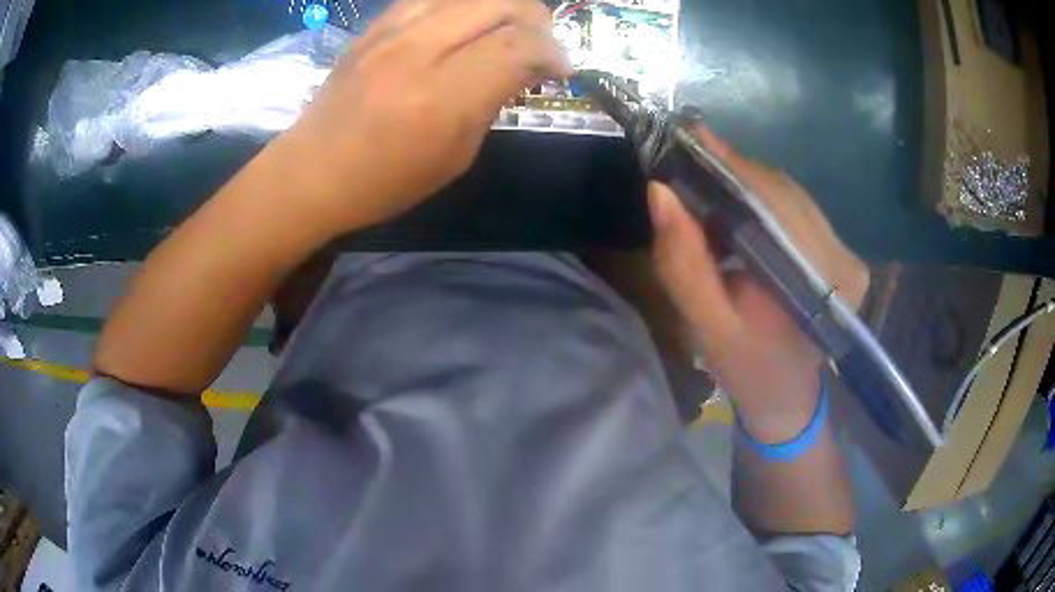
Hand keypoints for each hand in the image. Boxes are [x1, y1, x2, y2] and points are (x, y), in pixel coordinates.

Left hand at [287, 0, 569, 229]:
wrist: (311, 171)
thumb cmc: (385, 181)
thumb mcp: (455, 156)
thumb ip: (492, 103)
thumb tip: (523, 68)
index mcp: (442, 97)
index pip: (519, 45)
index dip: (553, 51)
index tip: (560, 69)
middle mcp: (418, 51)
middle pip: (501, 3)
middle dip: (536, 18)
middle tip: (540, 44)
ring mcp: (391, 32)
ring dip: (501, 6)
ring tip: (506, 28)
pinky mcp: (375, 26)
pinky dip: (462, 5)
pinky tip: (466, 23)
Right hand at [649, 124, 868, 441]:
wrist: (785, 394)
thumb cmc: (747, 366)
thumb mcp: (707, 325)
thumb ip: (684, 264)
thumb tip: (660, 191)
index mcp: (822, 283)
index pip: (775, 204)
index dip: (732, 168)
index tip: (693, 138)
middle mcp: (845, 260)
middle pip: (785, 193)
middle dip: (735, 173)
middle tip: (690, 159)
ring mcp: (847, 254)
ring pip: (791, 195)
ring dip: (748, 184)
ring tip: (708, 183)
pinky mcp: (842, 252)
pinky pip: (798, 208)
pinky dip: (764, 199)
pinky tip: (738, 207)